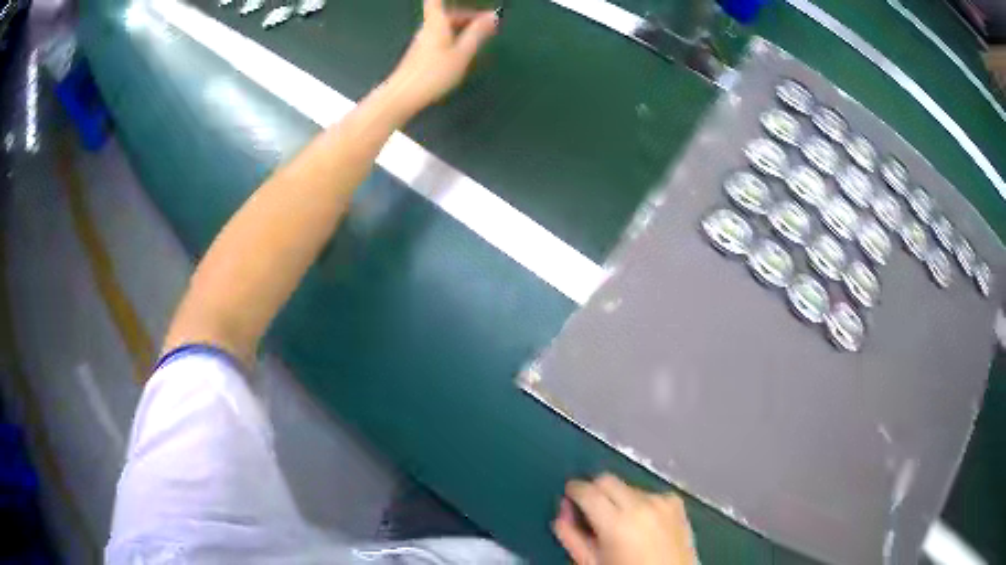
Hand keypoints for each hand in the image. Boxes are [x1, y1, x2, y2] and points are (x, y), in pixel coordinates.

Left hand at [383, 0, 497, 118]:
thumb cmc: (433, 73)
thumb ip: (477, 33)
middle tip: (489, 25)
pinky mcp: (420, 54)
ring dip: (463, 28)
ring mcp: (422, 41)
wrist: (402, 96)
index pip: (436, 0)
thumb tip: (494, 15)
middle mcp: (427, 28)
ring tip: (480, 40)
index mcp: (436, 22)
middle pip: (447, 14)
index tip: (465, 2)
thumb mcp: (462, 54)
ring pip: (445, 27)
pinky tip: (463, 53)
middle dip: (468, 16)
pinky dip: (455, 38)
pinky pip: (441, 37)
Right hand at [553, 474, 697, 564]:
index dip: (574, 490)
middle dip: (595, 489)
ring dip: (618, 498)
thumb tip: (562, 512)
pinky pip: (648, 493)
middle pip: (606, 480)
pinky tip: (641, 523)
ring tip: (620, 523)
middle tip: (590, 507)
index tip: (570, 495)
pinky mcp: (676, 501)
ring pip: (627, 486)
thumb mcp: (592, 562)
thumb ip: (571, 536)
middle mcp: (641, 504)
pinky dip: (639, 503)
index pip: (586, 490)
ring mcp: (662, 501)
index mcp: (617, 522)